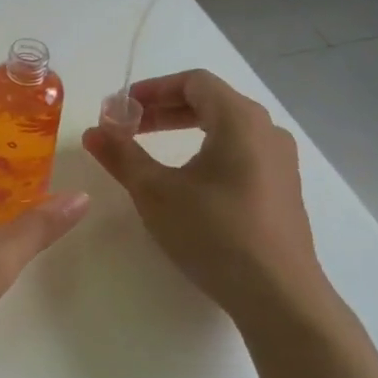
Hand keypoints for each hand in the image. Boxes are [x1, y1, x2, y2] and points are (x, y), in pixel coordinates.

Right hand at [81, 69, 332, 333]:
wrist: (278, 295)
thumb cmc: (214, 232)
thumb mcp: (156, 192)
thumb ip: (122, 155)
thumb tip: (94, 131)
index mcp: (240, 119)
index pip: (194, 81)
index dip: (152, 89)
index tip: (121, 108)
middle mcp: (266, 130)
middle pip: (211, 102)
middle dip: (164, 110)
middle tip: (128, 128)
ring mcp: (280, 161)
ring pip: (227, 129)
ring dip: (185, 131)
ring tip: (151, 153)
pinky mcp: (283, 190)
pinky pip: (241, 153)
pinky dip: (207, 152)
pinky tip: (188, 182)